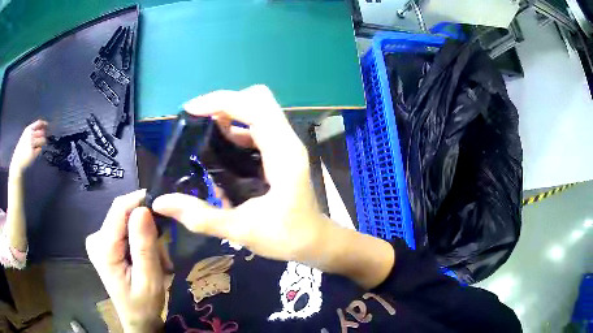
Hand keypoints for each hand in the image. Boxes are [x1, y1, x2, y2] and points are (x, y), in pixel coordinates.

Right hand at [10, 120, 46, 173]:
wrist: (17, 160)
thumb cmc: (22, 148)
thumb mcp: (27, 135)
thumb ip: (34, 131)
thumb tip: (44, 129)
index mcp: (29, 129)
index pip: (39, 123)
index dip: (44, 124)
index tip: (47, 126)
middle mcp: (30, 135)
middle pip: (42, 132)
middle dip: (44, 136)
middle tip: (42, 140)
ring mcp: (31, 143)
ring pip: (43, 140)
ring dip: (42, 143)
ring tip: (36, 147)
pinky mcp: (33, 152)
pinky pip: (39, 149)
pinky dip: (38, 151)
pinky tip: (33, 153)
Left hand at [86, 190, 163, 332]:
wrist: (137, 319)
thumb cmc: (143, 304)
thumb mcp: (149, 279)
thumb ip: (144, 245)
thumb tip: (143, 209)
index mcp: (103, 248)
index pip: (119, 209)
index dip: (141, 200)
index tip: (164, 207)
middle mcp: (96, 238)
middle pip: (124, 214)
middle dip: (147, 227)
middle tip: (164, 252)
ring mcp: (99, 240)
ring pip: (127, 222)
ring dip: (146, 236)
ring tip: (159, 260)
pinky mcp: (105, 243)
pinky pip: (125, 229)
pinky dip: (140, 239)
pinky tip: (148, 257)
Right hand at [152, 85, 335, 263]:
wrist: (315, 241)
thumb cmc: (287, 237)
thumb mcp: (241, 230)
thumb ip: (201, 217)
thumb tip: (161, 203)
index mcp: (283, 154)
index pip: (255, 108)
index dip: (221, 102)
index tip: (190, 110)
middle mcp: (287, 141)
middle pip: (258, 100)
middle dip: (224, 102)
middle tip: (196, 119)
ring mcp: (285, 144)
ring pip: (258, 109)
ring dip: (229, 112)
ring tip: (201, 130)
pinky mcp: (280, 150)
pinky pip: (257, 126)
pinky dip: (235, 126)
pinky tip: (219, 146)